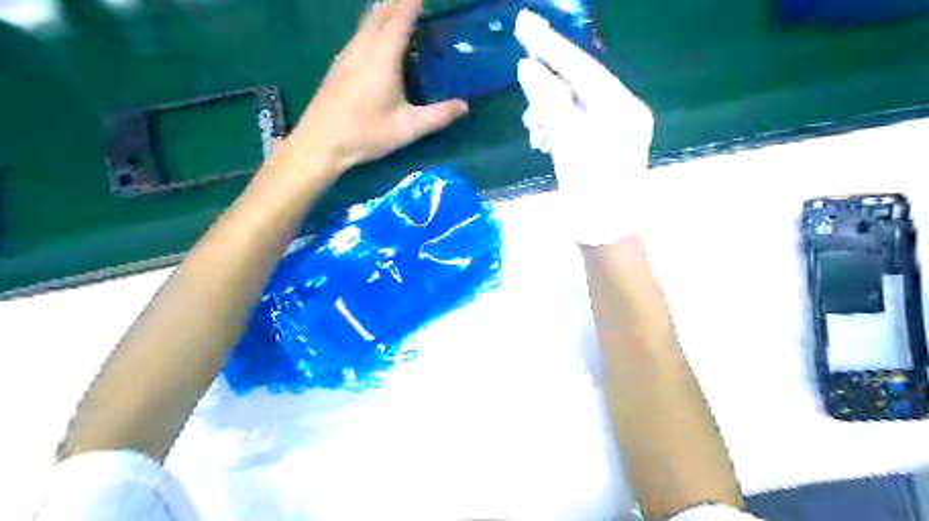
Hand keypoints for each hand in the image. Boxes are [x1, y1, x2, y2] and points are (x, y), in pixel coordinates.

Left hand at [287, 1, 468, 175]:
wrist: (320, 143)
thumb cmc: (365, 134)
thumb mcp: (407, 129)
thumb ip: (438, 116)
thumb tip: (464, 106)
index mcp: (382, 58)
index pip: (400, 18)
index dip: (413, 2)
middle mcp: (362, 48)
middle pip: (381, 12)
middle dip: (399, 1)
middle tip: (417, 1)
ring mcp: (347, 54)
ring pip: (367, 21)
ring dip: (385, 10)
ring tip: (402, 12)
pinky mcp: (339, 65)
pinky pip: (360, 33)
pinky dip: (374, 25)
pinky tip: (380, 39)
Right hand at [514, 9, 651, 246]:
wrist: (606, 235)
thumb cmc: (592, 193)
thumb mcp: (569, 145)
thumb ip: (550, 103)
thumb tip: (528, 68)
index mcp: (622, 108)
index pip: (583, 67)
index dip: (551, 46)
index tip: (524, 23)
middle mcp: (621, 112)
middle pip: (578, 84)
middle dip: (547, 85)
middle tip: (521, 79)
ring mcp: (611, 130)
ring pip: (572, 105)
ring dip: (547, 112)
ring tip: (533, 132)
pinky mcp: (600, 146)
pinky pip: (572, 124)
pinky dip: (554, 128)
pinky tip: (542, 141)